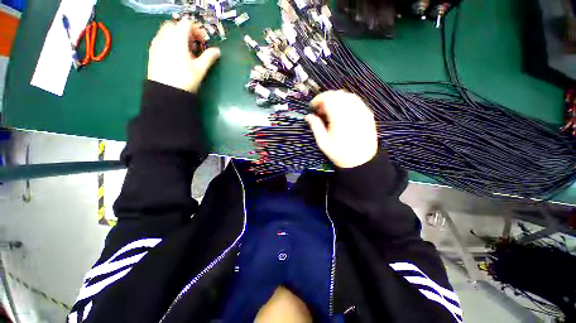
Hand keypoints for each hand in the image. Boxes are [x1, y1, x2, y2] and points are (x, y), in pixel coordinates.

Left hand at [147, 19, 220, 92]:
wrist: (166, 91)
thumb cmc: (185, 79)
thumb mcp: (200, 69)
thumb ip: (208, 57)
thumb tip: (217, 51)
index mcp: (178, 39)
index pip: (186, 23)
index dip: (196, 29)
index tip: (202, 41)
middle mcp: (165, 37)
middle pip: (175, 24)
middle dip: (185, 31)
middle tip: (193, 44)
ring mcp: (157, 43)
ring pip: (166, 30)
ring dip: (176, 35)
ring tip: (184, 50)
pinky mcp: (152, 51)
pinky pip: (160, 38)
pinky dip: (168, 40)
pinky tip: (174, 53)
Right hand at [306, 91, 377, 168]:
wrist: (361, 161)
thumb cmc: (340, 154)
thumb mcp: (323, 143)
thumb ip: (316, 127)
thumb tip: (308, 116)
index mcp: (339, 118)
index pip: (328, 98)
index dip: (318, 99)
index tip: (313, 106)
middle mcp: (352, 111)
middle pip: (338, 94)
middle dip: (327, 98)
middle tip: (321, 110)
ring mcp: (362, 111)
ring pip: (348, 95)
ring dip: (337, 99)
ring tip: (331, 110)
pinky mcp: (368, 114)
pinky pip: (357, 101)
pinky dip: (347, 102)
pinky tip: (343, 112)